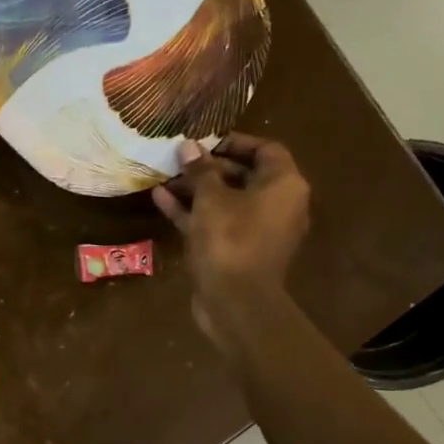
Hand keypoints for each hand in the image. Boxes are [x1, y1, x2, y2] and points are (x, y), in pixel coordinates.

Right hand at [153, 134, 311, 345]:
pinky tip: (161, 199)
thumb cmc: (230, 240)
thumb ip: (200, 170)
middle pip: (244, 175)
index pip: (266, 150)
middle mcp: (277, 205)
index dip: (235, 141)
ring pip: (226, 200)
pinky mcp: (238, 250)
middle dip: (208, 166)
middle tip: (178, 158)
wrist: (236, 302)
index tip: (204, 140)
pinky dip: (193, 211)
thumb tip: (189, 146)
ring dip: (196, 189)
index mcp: (283, 186)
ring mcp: (257, 230)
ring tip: (164, 176)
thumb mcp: (211, 199)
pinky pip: (216, 222)